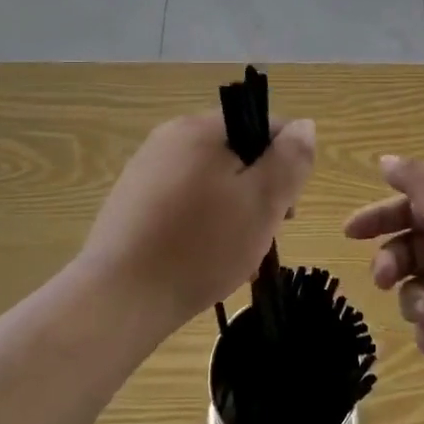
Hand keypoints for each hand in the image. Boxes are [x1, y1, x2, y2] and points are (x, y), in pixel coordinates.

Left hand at [82, 112, 315, 327]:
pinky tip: (202, 257)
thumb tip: (305, 125)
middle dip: (258, 190)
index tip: (285, 210)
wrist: (118, 298)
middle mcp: (171, 136)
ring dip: (233, 209)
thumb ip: (290, 159)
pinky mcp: (132, 199)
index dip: (286, 164)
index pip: (265, 126)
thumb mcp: (262, 202)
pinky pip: (184, 199)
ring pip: (212, 179)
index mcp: (202, 127)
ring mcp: (147, 167)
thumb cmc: (200, 246)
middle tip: (262, 235)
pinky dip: (202, 221)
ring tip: (233, 253)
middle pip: (237, 152)